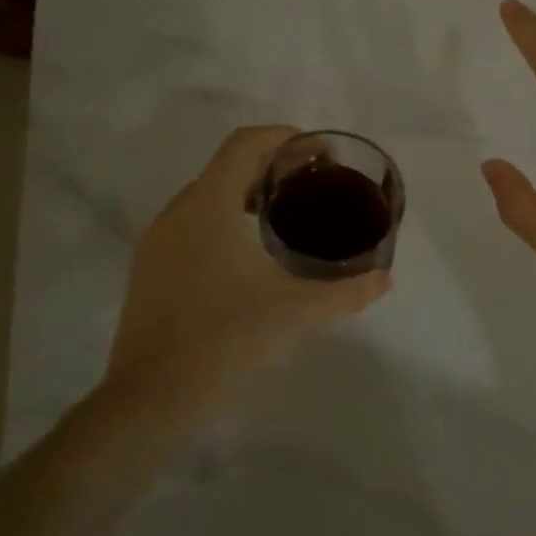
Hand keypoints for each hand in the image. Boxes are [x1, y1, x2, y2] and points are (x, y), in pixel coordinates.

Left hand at [109, 126, 391, 410]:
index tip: (319, 152)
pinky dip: (225, 220)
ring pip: (207, 196)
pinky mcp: (149, 271)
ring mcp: (158, 242)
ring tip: (287, 215)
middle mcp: (178, 212)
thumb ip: (347, 291)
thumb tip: (385, 279)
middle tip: (313, 183)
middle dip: (273, 166)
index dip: (284, 137)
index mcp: (209, 205)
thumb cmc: (226, 338)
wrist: (151, 398)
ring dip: (247, 193)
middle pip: (228, 167)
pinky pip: (192, 224)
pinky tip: (249, 255)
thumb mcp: (297, 312)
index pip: (245, 144)